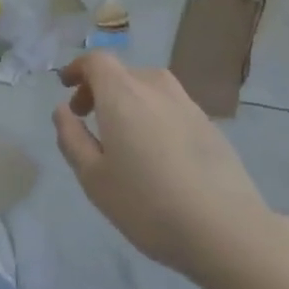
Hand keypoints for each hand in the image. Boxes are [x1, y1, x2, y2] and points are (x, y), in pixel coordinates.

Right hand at [54, 51, 272, 282]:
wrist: (225, 228)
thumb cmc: (147, 203)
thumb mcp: (94, 178)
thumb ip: (72, 138)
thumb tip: (62, 110)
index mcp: (122, 93)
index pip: (97, 61)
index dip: (79, 68)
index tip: (67, 86)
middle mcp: (154, 87)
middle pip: (122, 73)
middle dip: (99, 88)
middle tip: (87, 117)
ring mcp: (186, 103)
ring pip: (148, 87)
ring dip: (128, 100)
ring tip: (122, 135)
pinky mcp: (209, 124)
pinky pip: (170, 106)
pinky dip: (153, 114)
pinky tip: (156, 151)